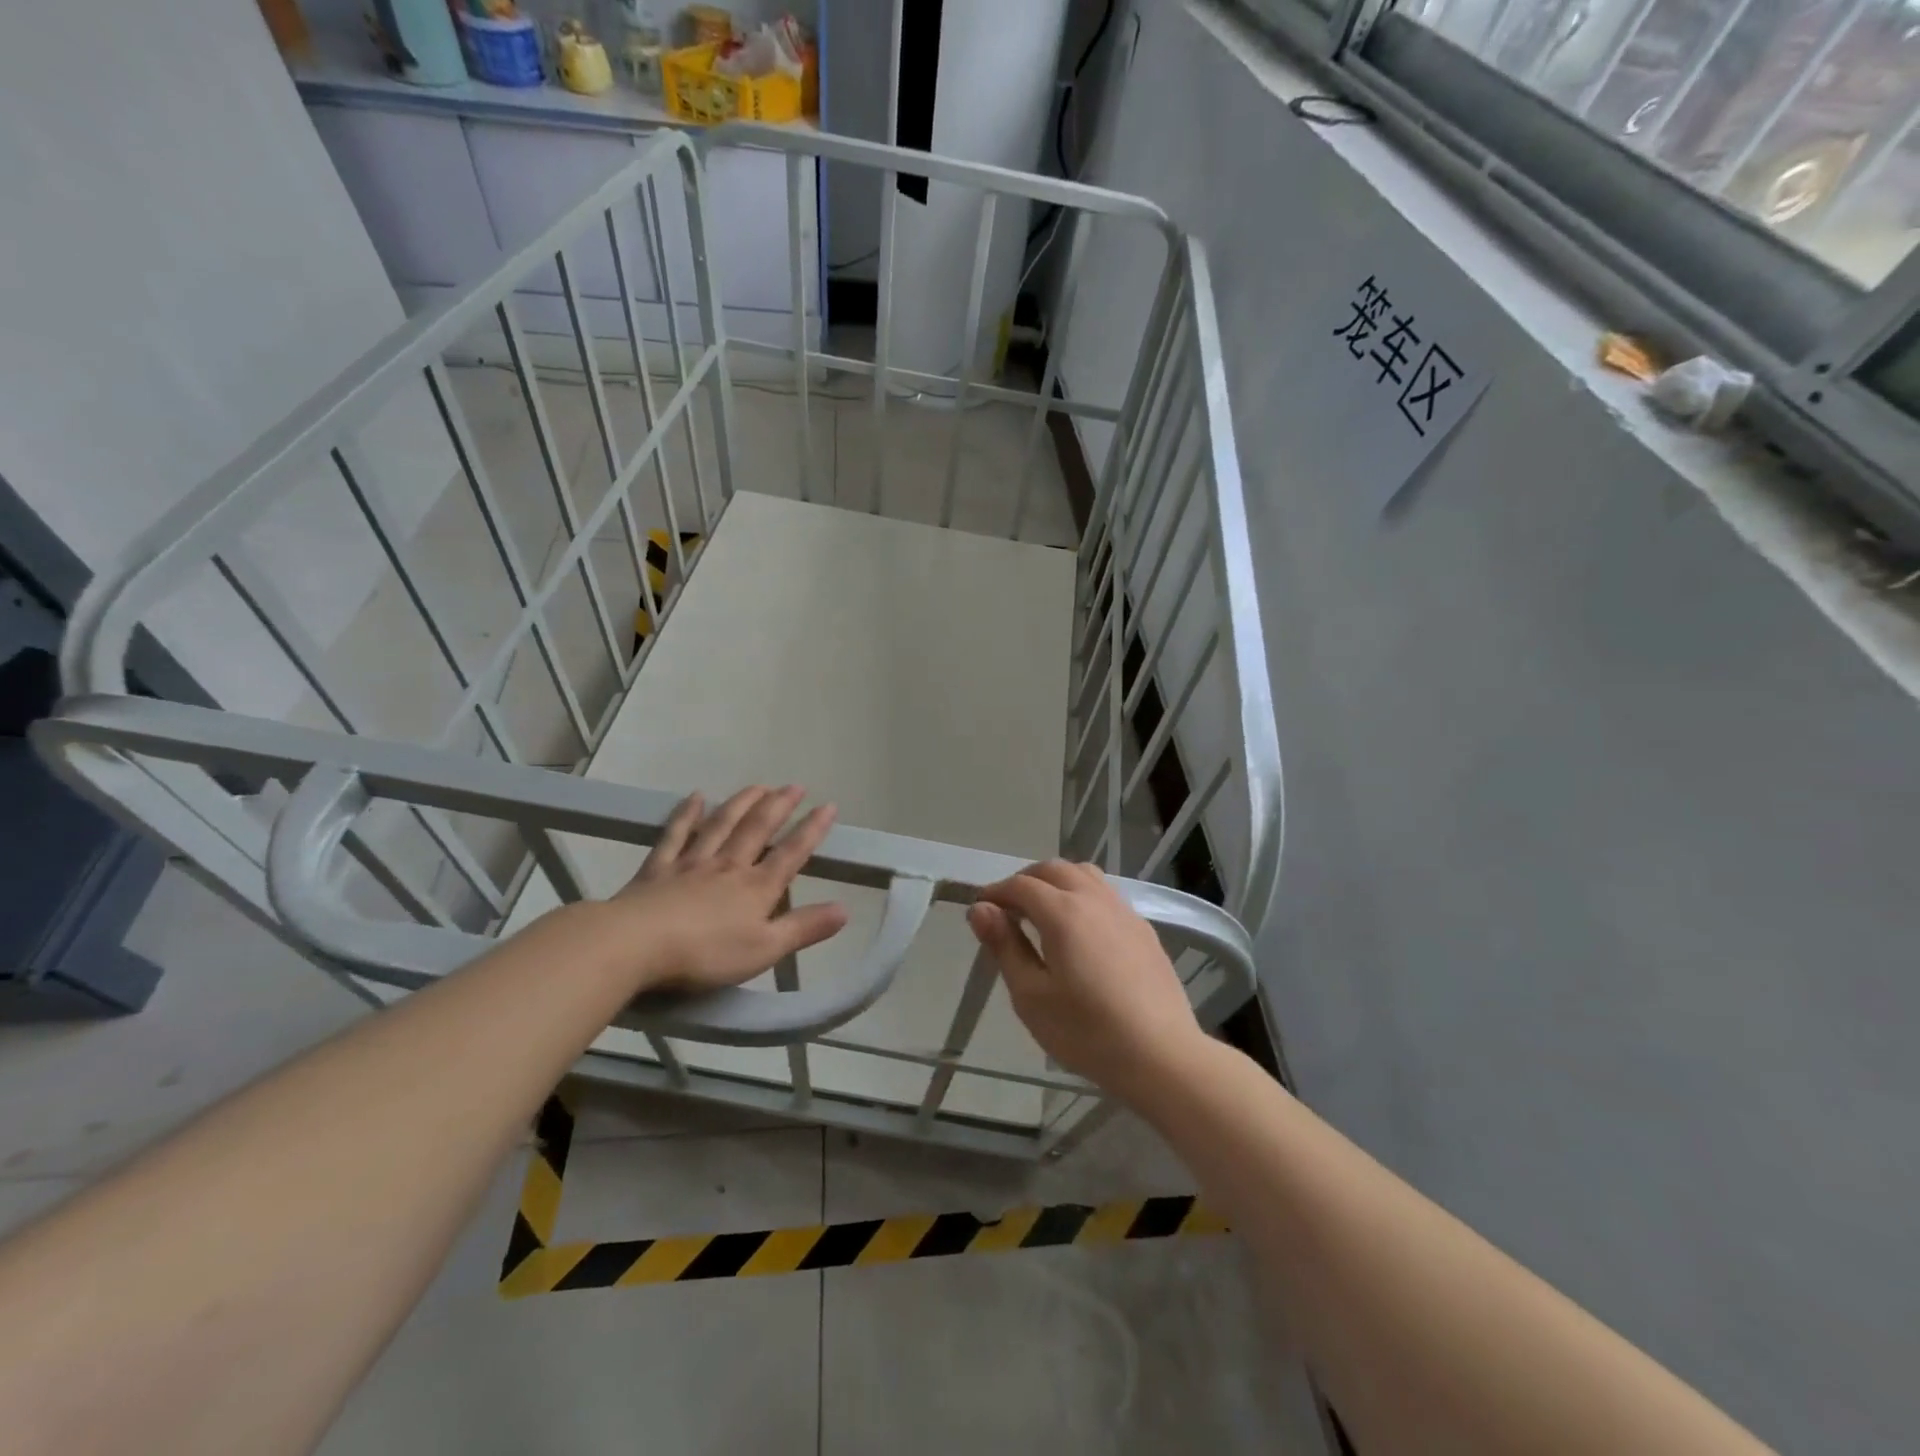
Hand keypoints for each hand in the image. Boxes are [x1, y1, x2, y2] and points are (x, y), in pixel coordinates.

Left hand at [603, 786, 848, 992]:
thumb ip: (804, 928)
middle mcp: (728, 866)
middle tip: (794, 786)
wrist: (635, 945)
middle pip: (757, 829)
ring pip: (721, 824)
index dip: (812, 830)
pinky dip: (687, 814)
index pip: (791, 853)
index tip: (829, 806)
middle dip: (779, 806)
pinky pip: (676, 835)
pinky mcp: (658, 869)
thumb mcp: (764, 950)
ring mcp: (691, 864)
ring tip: (758, 785)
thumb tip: (844, 909)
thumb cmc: (706, 953)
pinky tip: (696, 797)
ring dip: (742, 803)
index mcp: (756, 888)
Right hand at [966, 860, 1209, 1105]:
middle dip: (1024, 880)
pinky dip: (1082, 894)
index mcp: (1063, 912)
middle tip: (1007, 908)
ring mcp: (1124, 911)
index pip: (1020, 886)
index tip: (980, 910)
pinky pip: (1106, 894)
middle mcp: (1094, 899)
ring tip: (1042, 911)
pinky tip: (1080, 928)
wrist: (1161, 1056)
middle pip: (1053, 870)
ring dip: (1056, 881)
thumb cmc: (1086, 1032)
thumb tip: (981, 909)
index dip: (995, 892)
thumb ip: (1005, 946)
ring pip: (1084, 875)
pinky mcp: (1143, 929)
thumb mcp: (1031, 995)